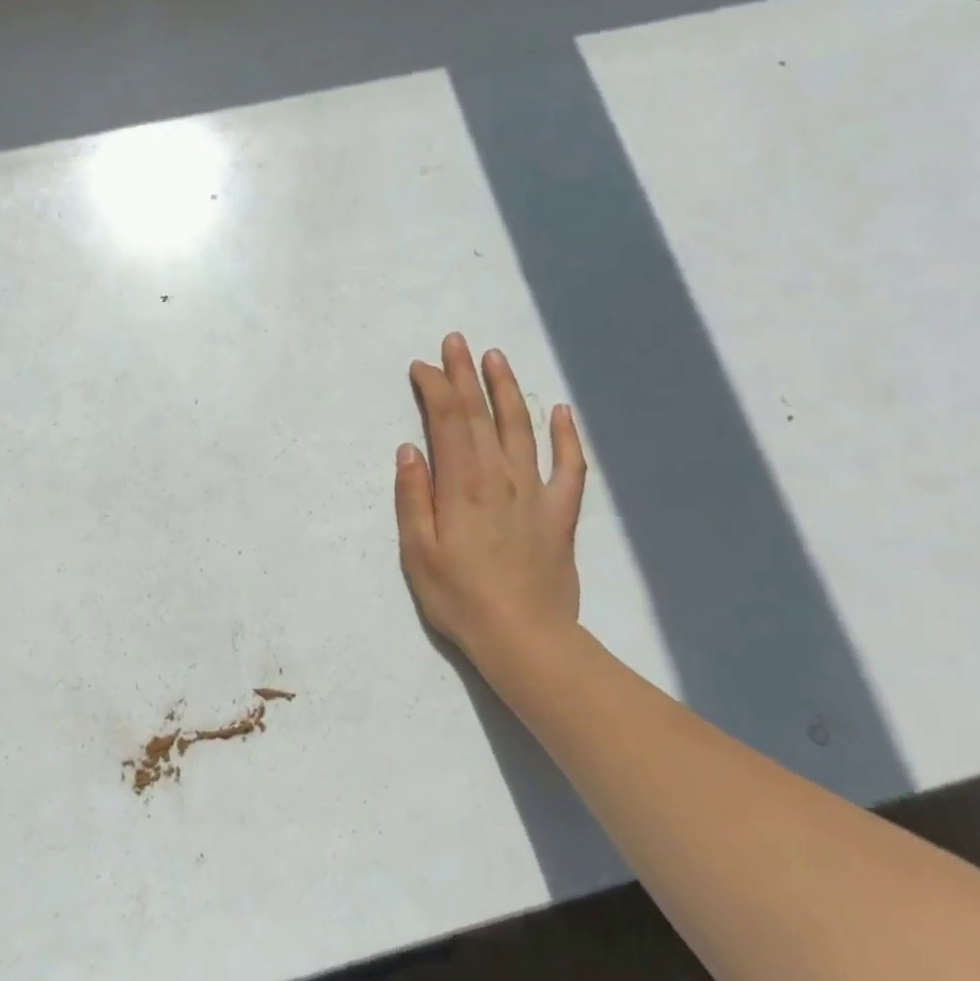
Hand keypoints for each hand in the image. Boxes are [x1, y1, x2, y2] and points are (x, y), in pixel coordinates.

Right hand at [395, 334, 588, 667]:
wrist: (526, 639)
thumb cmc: (461, 598)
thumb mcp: (419, 553)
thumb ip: (413, 498)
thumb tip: (410, 450)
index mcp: (463, 484)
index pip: (448, 420)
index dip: (435, 387)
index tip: (422, 367)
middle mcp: (501, 476)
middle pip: (482, 413)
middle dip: (465, 374)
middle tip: (455, 341)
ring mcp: (536, 491)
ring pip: (522, 427)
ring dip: (508, 389)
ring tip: (496, 358)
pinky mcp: (560, 512)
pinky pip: (569, 466)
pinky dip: (566, 436)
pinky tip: (562, 411)